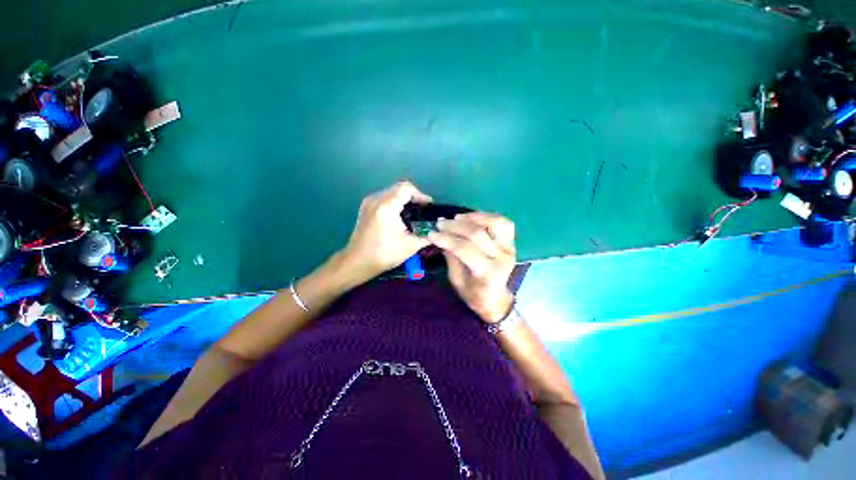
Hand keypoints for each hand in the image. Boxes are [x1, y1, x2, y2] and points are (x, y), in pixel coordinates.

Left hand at [340, 181, 432, 282]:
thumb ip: (427, 236)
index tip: (428, 207)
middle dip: (414, 196)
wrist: (358, 261)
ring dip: (404, 198)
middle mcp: (376, 199)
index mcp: (387, 206)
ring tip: (413, 212)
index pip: (407, 188)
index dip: (421, 195)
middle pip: (399, 187)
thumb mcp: (410, 246)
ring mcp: (369, 202)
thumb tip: (438, 231)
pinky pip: (384, 197)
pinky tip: (400, 215)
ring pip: (391, 191)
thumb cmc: (384, 254)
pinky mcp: (365, 207)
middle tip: (423, 209)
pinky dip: (394, 202)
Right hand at [428, 212, 515, 322]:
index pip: (465, 249)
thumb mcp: (456, 281)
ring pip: (494, 223)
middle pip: (477, 234)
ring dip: (472, 217)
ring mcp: (509, 248)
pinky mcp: (511, 242)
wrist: (496, 299)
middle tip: (440, 223)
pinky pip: (503, 223)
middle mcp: (502, 257)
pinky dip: (487, 216)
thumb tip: (441, 236)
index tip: (431, 234)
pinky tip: (472, 217)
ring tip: (456, 218)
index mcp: (487, 272)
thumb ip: (451, 257)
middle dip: (455, 226)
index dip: (446, 239)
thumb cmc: (474, 294)